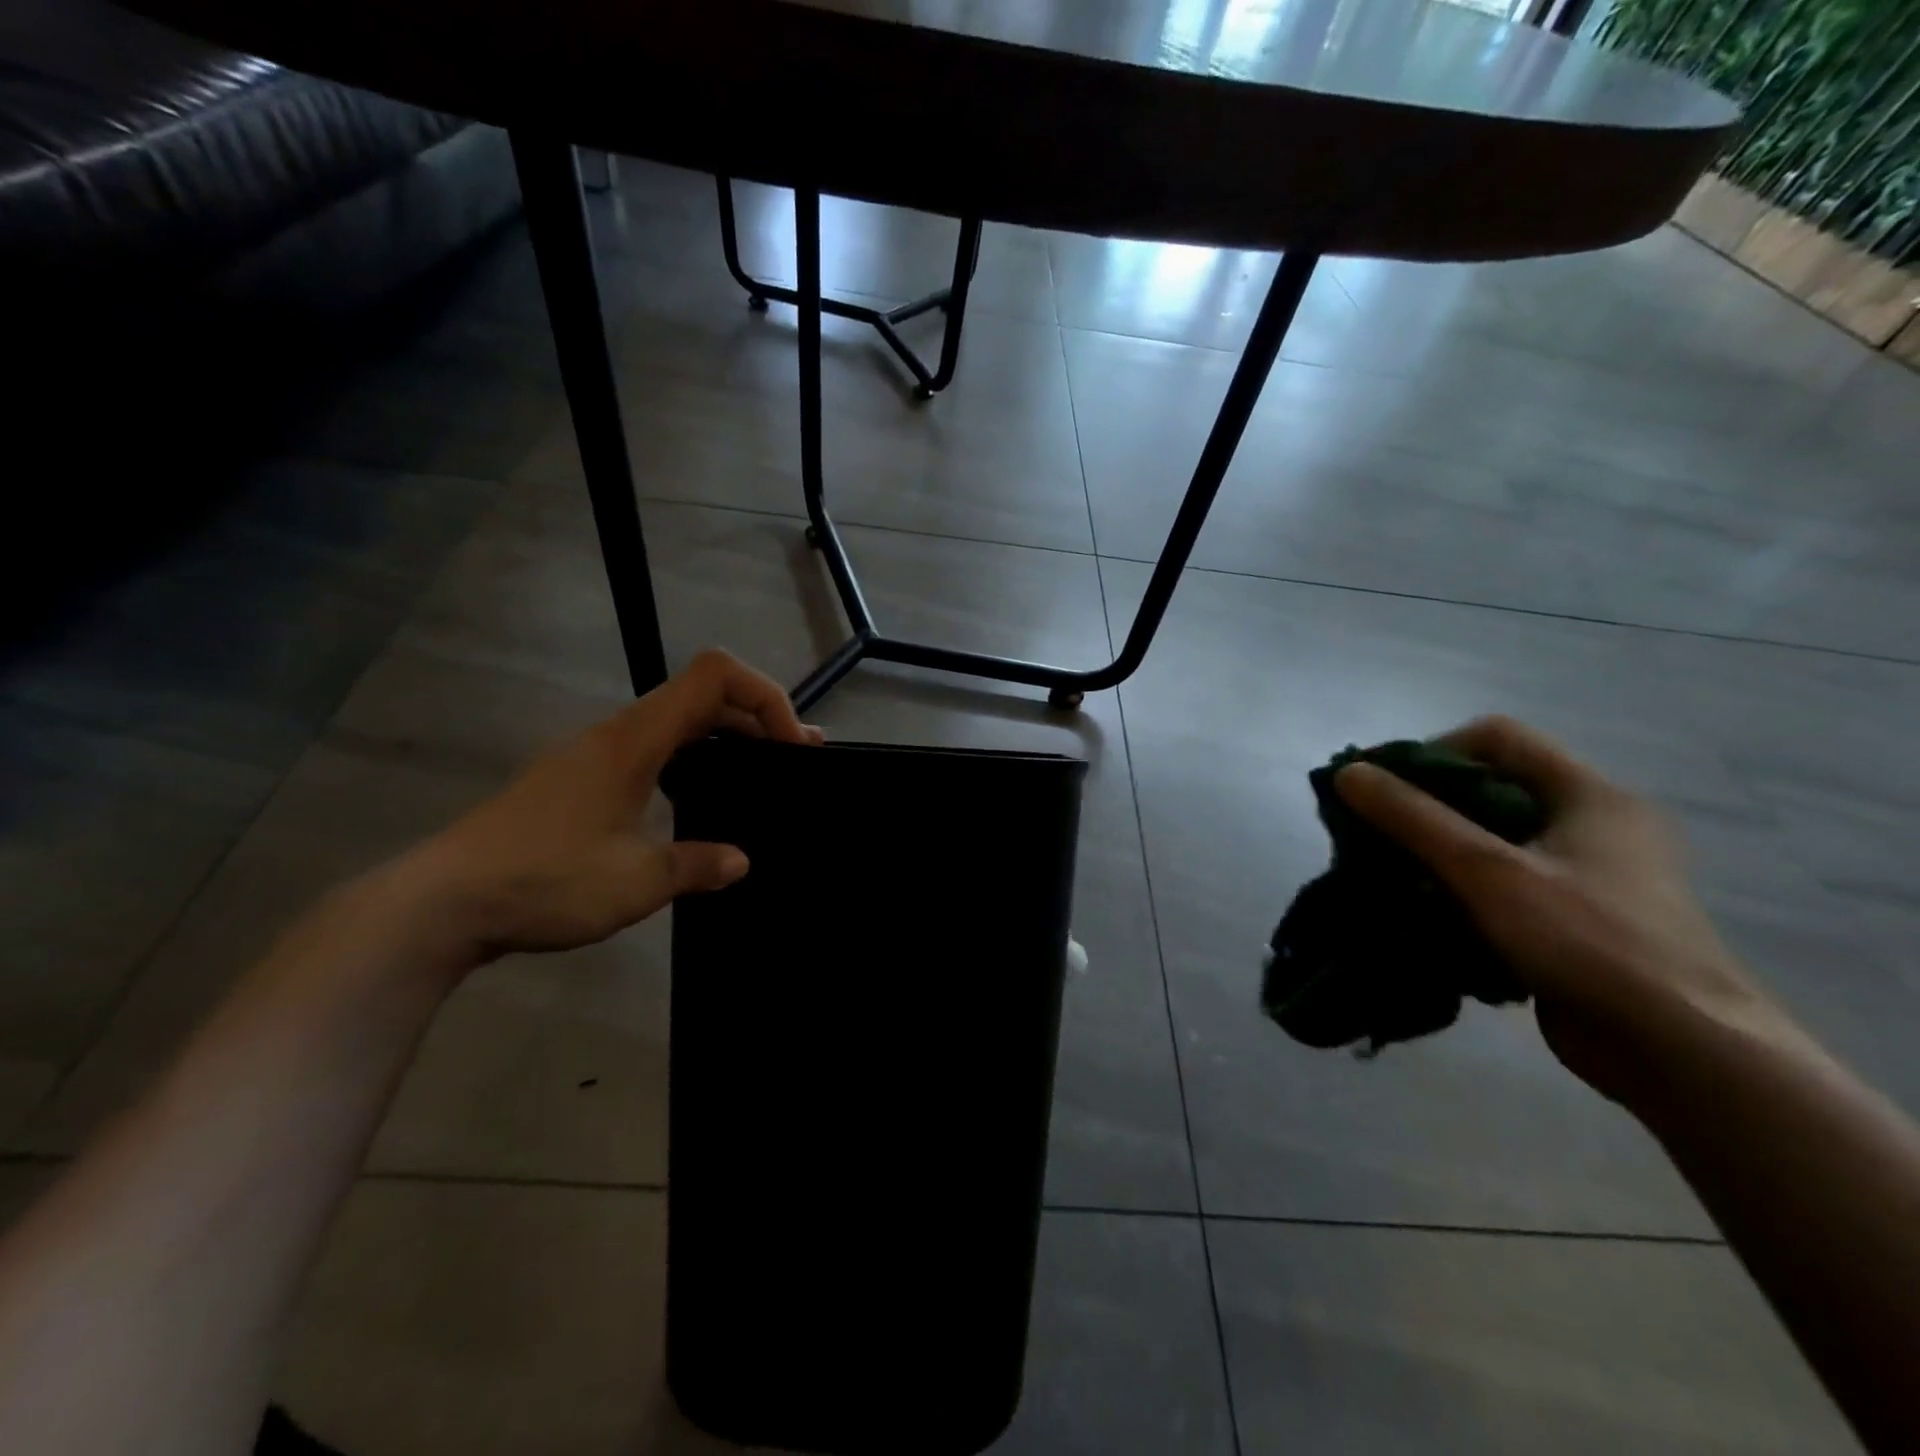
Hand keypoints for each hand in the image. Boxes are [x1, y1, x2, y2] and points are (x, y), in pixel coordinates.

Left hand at [391, 650, 820, 971]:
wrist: (439, 904)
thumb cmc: (544, 881)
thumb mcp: (635, 881)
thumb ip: (697, 864)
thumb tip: (740, 860)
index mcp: (635, 740)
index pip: (715, 676)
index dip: (767, 696)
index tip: (794, 745)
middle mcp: (617, 734)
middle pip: (702, 692)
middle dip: (758, 716)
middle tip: (796, 759)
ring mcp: (594, 755)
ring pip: (677, 720)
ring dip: (727, 736)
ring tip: (762, 772)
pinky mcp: (580, 779)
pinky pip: (654, 747)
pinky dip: (695, 756)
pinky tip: (701, 797)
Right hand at [1333, 716, 1780, 1109]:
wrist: (1683, 1053)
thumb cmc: (1588, 941)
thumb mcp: (1488, 871)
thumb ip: (1413, 818)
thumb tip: (1348, 773)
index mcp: (1588, 794)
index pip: (1496, 737)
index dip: (1433, 751)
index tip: (1386, 790)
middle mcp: (1593, 824)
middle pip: (1490, 788)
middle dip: (1426, 809)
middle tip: (1377, 836)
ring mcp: (1588, 875)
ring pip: (1493, 841)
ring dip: (1438, 855)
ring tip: (1393, 878)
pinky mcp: (1577, 920)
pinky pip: (1504, 885)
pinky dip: (1463, 892)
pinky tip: (1431, 917)